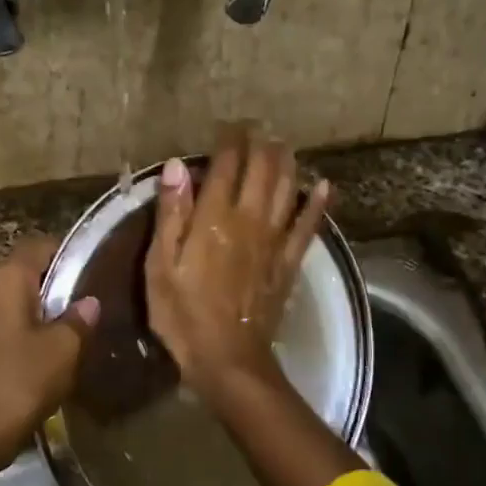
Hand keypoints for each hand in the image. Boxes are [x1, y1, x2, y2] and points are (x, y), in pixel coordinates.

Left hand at [0, 235, 98, 466]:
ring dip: (40, 309)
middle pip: (24, 272)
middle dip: (55, 283)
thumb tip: (89, 303)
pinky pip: (3, 323)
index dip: (66, 253)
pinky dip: (24, 329)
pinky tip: (46, 351)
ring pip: (14, 300)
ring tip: (72, 327)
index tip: (92, 270)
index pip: (38, 245)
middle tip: (86, 301)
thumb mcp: (63, 350)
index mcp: (6, 280)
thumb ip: (79, 320)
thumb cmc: (21, 381)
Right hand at [146, 125, 330, 395]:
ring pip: (287, 189)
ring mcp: (274, 241)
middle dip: (259, 144)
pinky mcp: (289, 263)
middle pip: (261, 170)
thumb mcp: (160, 265)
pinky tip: (324, 186)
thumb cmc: (182, 313)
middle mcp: (249, 219)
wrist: (227, 358)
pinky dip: (317, 204)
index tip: (227, 126)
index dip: (228, 141)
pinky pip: (308, 226)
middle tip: (256, 129)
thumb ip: (171, 214)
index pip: (226, 166)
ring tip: (283, 145)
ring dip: (286, 163)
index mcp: (214, 218)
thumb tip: (175, 166)